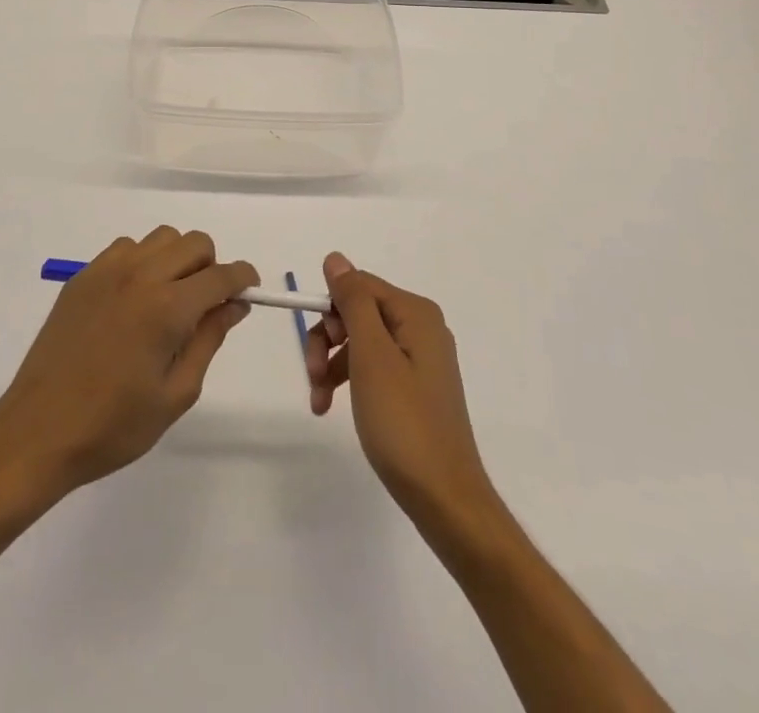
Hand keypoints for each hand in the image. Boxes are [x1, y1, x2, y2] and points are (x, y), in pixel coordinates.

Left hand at [0, 226, 256, 506]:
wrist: (38, 433)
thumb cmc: (113, 426)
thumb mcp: (176, 394)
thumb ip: (209, 340)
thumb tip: (234, 305)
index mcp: (167, 308)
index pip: (221, 275)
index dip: (243, 279)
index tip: (249, 291)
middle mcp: (141, 276)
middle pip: (194, 243)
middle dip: (212, 267)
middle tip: (206, 305)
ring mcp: (107, 271)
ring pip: (161, 238)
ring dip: (177, 259)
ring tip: (168, 300)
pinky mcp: (83, 277)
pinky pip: (126, 248)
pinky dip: (142, 261)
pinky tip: (134, 299)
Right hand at [306, 253, 496, 530]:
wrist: (445, 499)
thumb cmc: (404, 423)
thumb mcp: (371, 356)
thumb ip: (353, 302)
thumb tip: (336, 259)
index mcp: (416, 313)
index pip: (358, 285)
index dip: (330, 311)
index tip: (315, 348)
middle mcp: (422, 327)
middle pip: (358, 312)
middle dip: (328, 340)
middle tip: (313, 377)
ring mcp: (420, 358)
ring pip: (361, 341)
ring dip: (332, 364)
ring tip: (318, 401)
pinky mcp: (415, 387)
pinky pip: (373, 366)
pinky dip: (349, 381)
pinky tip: (331, 407)